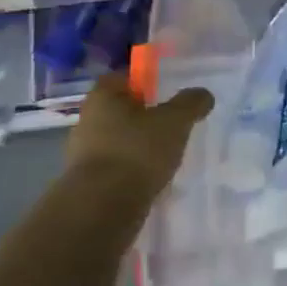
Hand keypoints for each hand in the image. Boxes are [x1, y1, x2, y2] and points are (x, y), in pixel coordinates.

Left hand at [64, 75, 213, 194]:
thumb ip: (191, 103)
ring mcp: (84, 153)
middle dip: (145, 116)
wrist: (103, 208)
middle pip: (121, 110)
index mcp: (102, 97)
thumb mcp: (175, 121)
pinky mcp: (88, 182)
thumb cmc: (137, 151)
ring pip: (119, 139)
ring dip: (140, 145)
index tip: (166, 92)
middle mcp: (87, 120)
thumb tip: (203, 95)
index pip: (123, 77)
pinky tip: (154, 178)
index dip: (145, 81)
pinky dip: (134, 169)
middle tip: (172, 123)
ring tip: (167, 154)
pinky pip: (117, 166)